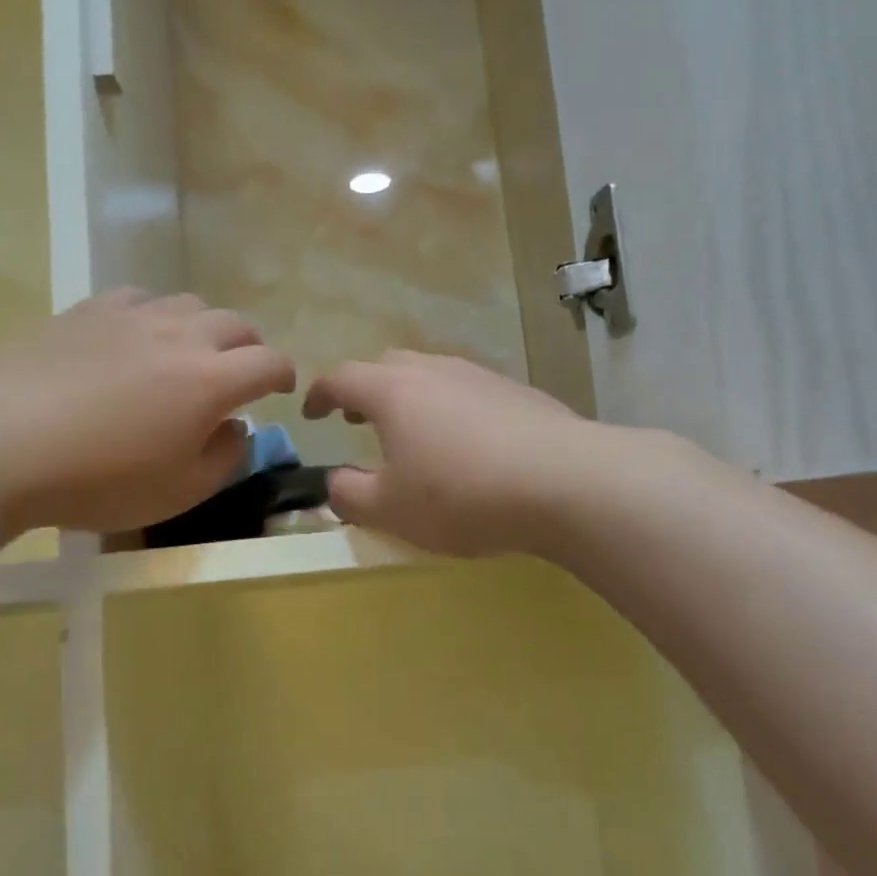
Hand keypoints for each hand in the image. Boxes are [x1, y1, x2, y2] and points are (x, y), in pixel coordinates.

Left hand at [0, 290, 294, 535]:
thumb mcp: (181, 491)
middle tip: (236, 374)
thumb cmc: (102, 480)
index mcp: (212, 381)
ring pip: (189, 303)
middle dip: (248, 347)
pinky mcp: (89, 309)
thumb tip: (238, 427)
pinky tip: (134, 338)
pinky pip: (139, 298)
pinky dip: (153, 315)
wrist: (5, 447)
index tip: (279, 391)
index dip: (283, 376)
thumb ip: (227, 457)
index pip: (270, 362)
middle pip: (236, 323)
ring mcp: (133, 315)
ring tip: (185, 353)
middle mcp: (182, 336)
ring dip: (203, 328)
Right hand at [302, 352, 594, 556]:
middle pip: (387, 366)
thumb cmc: (461, 495)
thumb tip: (333, 483)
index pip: (341, 378)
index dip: (319, 394)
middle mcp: (434, 370)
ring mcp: (480, 377)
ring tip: (411, 434)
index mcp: (393, 391)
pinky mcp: (517, 392)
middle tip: (358, 421)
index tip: (311, 414)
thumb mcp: (390, 510)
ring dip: (409, 398)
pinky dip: (450, 410)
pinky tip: (467, 445)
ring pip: (431, 375)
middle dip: (365, 390)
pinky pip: (467, 392)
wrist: (565, 481)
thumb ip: (348, 496)